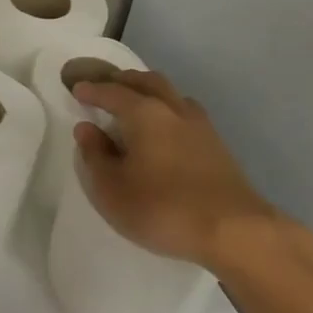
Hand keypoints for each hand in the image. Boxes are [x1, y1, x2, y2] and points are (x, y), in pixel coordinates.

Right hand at [72, 70, 312, 279]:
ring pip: (171, 94)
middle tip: (106, 87)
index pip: (113, 93)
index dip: (92, 90)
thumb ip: (95, 156)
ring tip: (136, 103)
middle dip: (123, 81)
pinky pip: (185, 112)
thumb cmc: (163, 208)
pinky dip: (167, 109)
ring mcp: (200, 126)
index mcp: (145, 114)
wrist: (234, 231)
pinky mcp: (217, 145)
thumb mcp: (112, 190)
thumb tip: (86, 129)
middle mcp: (173, 110)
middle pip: (147, 82)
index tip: (77, 89)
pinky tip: (165, 128)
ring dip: (149, 91)